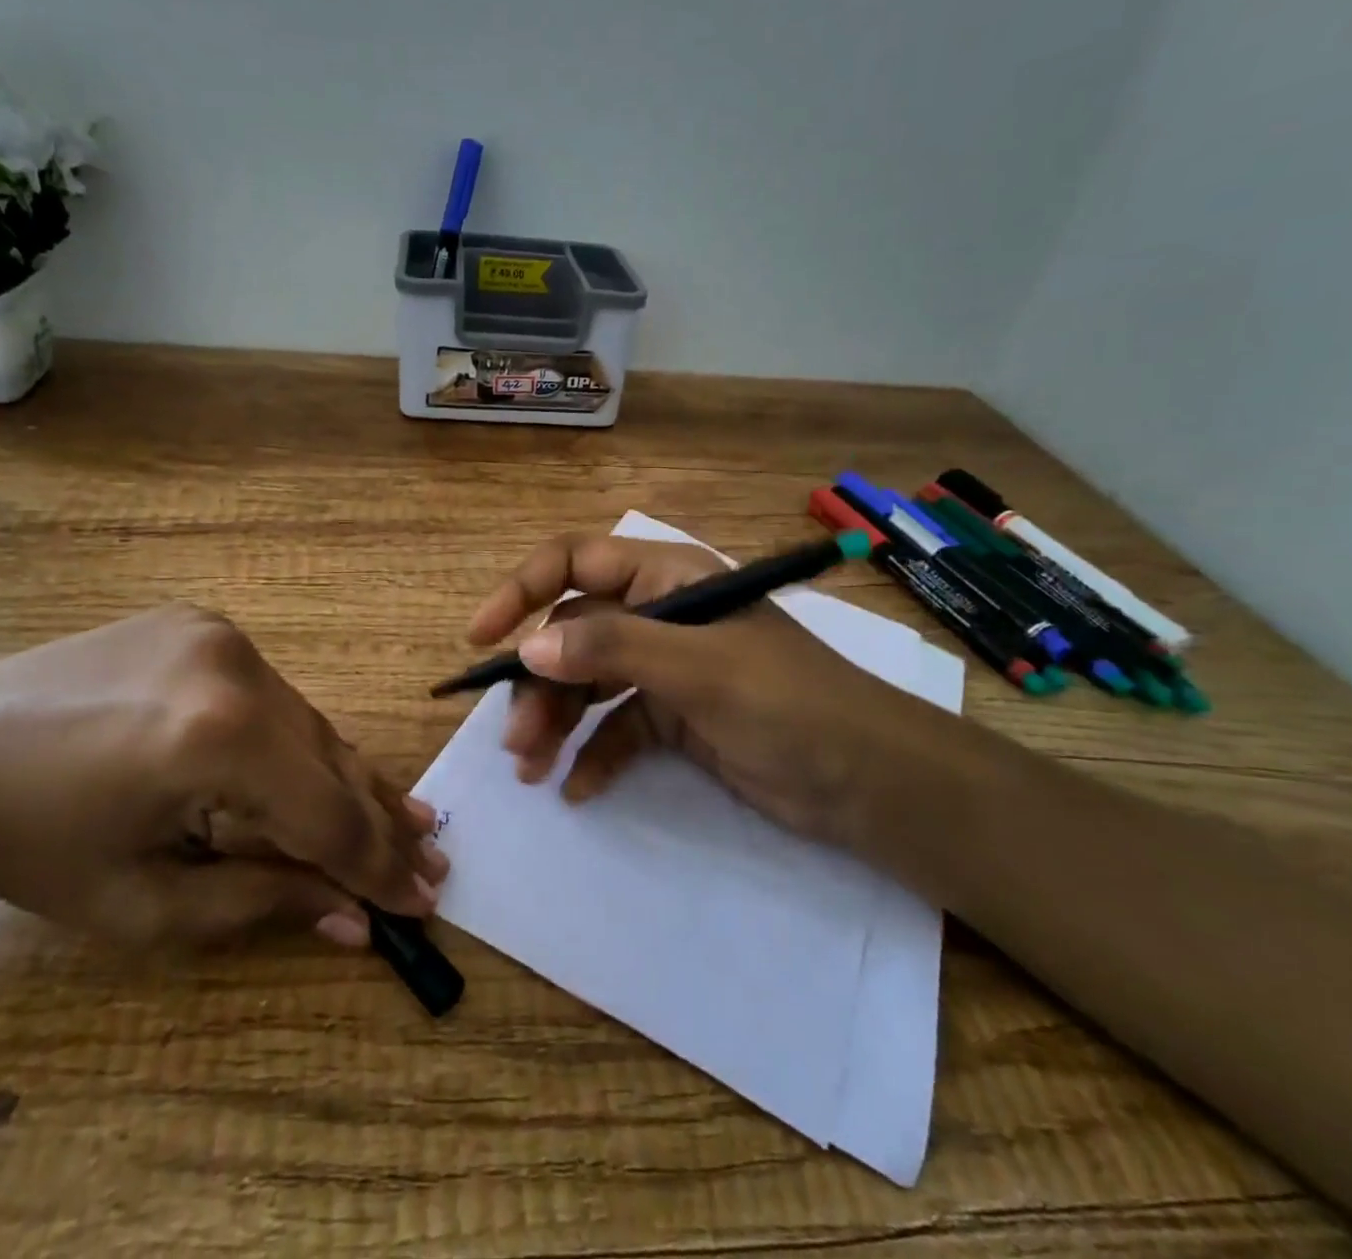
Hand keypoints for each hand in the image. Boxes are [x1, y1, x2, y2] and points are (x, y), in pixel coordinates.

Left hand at [0, 604, 446, 949]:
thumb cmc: (34, 850)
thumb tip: (356, 921)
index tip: (422, 901)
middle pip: (330, 760)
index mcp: (216, 739)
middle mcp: (236, 668)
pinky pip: (271, 695)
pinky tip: (321, 770)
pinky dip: (297, 741)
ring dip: (346, 778)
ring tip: (402, 819)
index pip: (326, 815)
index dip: (376, 866)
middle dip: (379, 821)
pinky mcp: (204, 623)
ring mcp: (221, 634)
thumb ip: (266, 901)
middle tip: (432, 858)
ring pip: (306, 722)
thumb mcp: (150, 903)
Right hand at [467, 534, 911, 849]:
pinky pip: (614, 728)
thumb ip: (613, 650)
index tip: (481, 636)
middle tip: (515, 739)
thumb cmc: (790, 705)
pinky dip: (592, 754)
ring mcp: (665, 669)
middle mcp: (659, 616)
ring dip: (555, 721)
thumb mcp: (700, 670)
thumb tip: (528, 647)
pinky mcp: (673, 719)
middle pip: (573, 634)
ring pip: (587, 684)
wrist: (870, 785)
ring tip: (532, 768)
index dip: (522, 590)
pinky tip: (577, 788)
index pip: (576, 563)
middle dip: (539, 683)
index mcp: (667, 579)